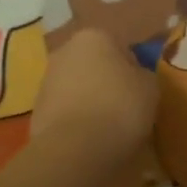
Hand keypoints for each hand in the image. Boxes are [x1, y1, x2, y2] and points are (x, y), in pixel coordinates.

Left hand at [31, 28, 155, 163]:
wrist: (73, 150)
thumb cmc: (119, 108)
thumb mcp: (150, 88)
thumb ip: (144, 76)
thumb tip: (136, 78)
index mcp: (94, 37)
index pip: (121, 49)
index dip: (134, 72)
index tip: (141, 94)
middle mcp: (65, 51)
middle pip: (95, 66)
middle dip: (108, 84)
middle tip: (125, 110)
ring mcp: (46, 81)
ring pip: (78, 89)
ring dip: (90, 103)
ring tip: (107, 131)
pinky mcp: (35, 112)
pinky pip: (65, 113)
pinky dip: (76, 123)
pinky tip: (89, 141)